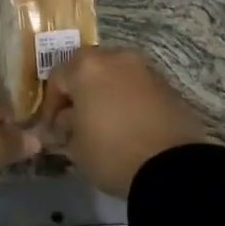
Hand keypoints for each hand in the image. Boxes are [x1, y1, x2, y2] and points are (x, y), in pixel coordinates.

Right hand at [38, 47, 209, 198]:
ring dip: (105, 92)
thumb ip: (65, 128)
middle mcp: (116, 58)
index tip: (52, 128)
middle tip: (76, 118)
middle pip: (88, 68)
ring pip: (115, 74)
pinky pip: (137, 86)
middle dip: (79, 91)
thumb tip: (65, 121)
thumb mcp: (76, 146)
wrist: (173, 167)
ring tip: (103, 121)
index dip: (50, 104)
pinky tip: (128, 124)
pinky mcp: (168, 85)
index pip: (57, 78)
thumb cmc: (113, 152)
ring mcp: (145, 69)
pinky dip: (128, 99)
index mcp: (87, 67)